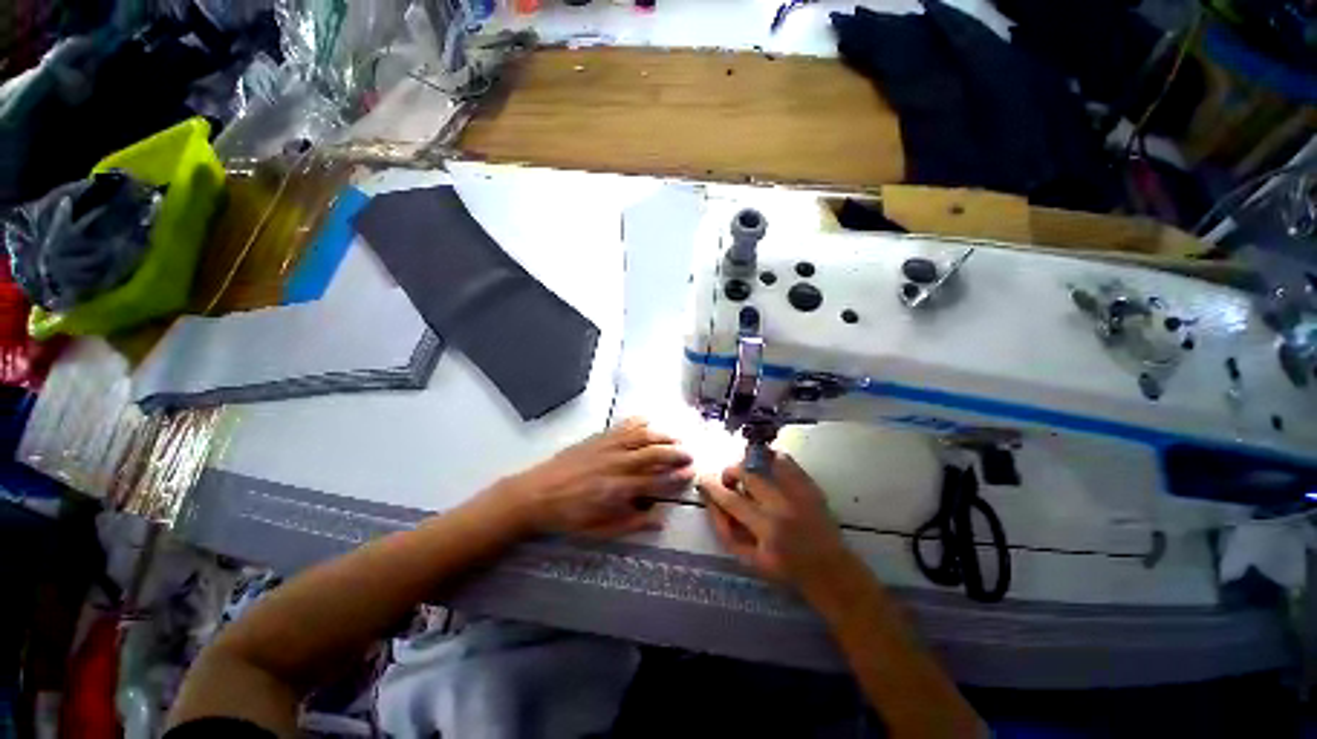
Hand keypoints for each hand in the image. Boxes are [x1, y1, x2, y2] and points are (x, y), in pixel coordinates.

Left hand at [493, 418, 693, 536]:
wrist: (535, 494)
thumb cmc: (568, 517)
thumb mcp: (599, 530)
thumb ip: (631, 524)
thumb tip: (658, 519)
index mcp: (619, 489)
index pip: (656, 480)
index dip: (676, 477)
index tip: (689, 474)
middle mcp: (617, 464)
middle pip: (654, 454)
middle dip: (675, 453)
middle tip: (689, 455)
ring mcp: (607, 447)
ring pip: (642, 437)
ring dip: (662, 436)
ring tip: (676, 438)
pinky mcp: (597, 438)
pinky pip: (622, 426)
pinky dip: (638, 422)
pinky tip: (648, 422)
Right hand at [697, 452, 855, 592]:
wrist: (829, 569)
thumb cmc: (785, 569)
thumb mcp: (749, 560)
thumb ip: (726, 531)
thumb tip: (711, 502)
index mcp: (766, 528)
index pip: (731, 500)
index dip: (713, 487)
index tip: (702, 480)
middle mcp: (783, 505)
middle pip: (747, 474)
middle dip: (731, 472)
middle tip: (729, 481)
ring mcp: (799, 492)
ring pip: (765, 462)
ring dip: (749, 464)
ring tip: (747, 474)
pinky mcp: (810, 485)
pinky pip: (786, 460)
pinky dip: (771, 458)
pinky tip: (766, 466)